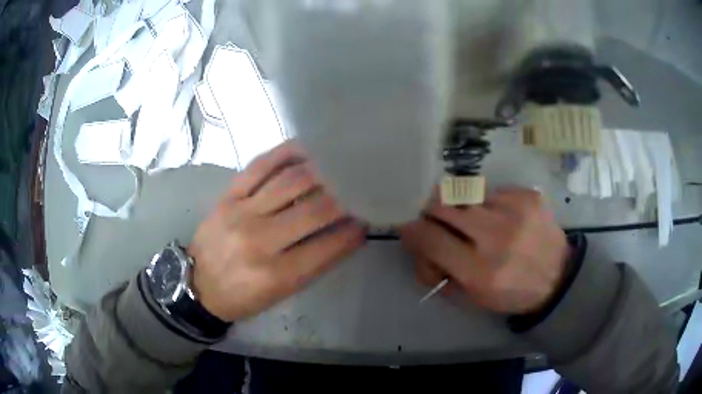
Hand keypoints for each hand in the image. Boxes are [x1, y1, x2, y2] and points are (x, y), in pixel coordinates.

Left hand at [188, 141, 366, 321]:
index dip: (353, 231)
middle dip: (345, 196)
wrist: (197, 284)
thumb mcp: (281, 293)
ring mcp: (241, 212)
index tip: (369, 217)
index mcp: (276, 274)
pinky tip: (307, 148)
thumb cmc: (243, 296)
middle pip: (314, 209)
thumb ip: (315, 263)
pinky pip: (261, 166)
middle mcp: (260, 239)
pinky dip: (287, 153)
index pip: (327, 246)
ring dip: (322, 171)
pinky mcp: (228, 195)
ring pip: (291, 181)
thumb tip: (348, 232)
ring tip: (340, 164)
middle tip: (360, 186)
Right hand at [399, 188, 569, 313]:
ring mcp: (515, 211)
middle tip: (435, 218)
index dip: (412, 230)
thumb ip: (439, 271)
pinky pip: (492, 191)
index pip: (430, 239)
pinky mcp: (528, 196)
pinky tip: (503, 218)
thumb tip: (417, 239)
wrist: (559, 277)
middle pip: (443, 205)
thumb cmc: (512, 293)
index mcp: (480, 272)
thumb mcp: (472, 298)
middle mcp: (496, 237)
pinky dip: (489, 204)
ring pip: (466, 195)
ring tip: (478, 223)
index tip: (408, 226)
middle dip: (431, 210)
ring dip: (463, 208)